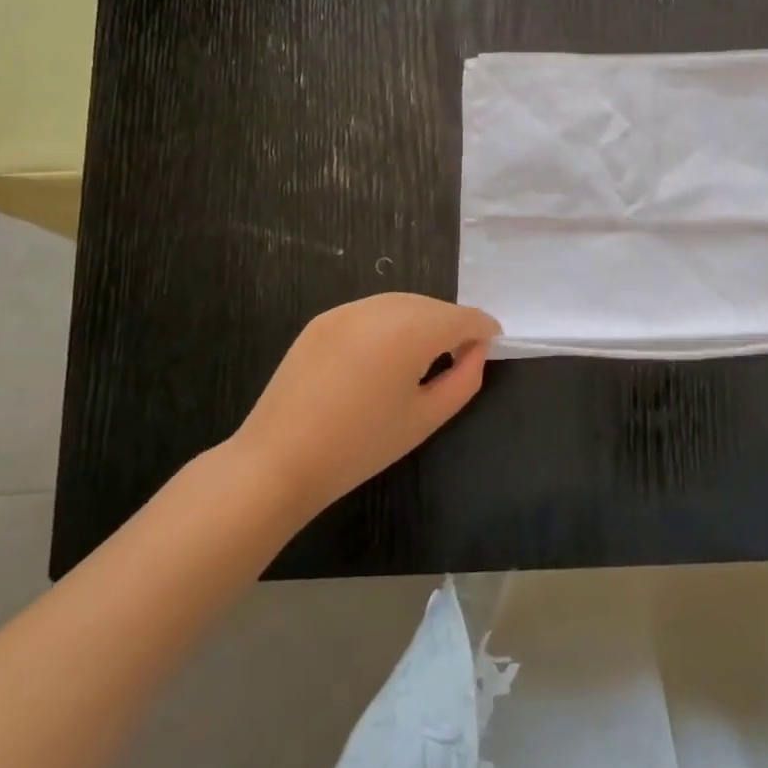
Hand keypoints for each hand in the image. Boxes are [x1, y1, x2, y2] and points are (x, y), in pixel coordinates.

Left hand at [230, 294, 500, 525]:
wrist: (276, 462)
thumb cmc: (359, 447)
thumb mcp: (426, 418)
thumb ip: (464, 379)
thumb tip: (477, 350)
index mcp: (410, 331)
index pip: (462, 317)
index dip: (483, 329)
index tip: (492, 346)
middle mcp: (380, 307)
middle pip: (433, 306)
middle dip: (452, 326)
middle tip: (458, 358)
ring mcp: (347, 310)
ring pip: (403, 304)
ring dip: (422, 322)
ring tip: (422, 358)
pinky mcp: (323, 320)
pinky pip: (372, 312)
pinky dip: (389, 325)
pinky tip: (383, 358)